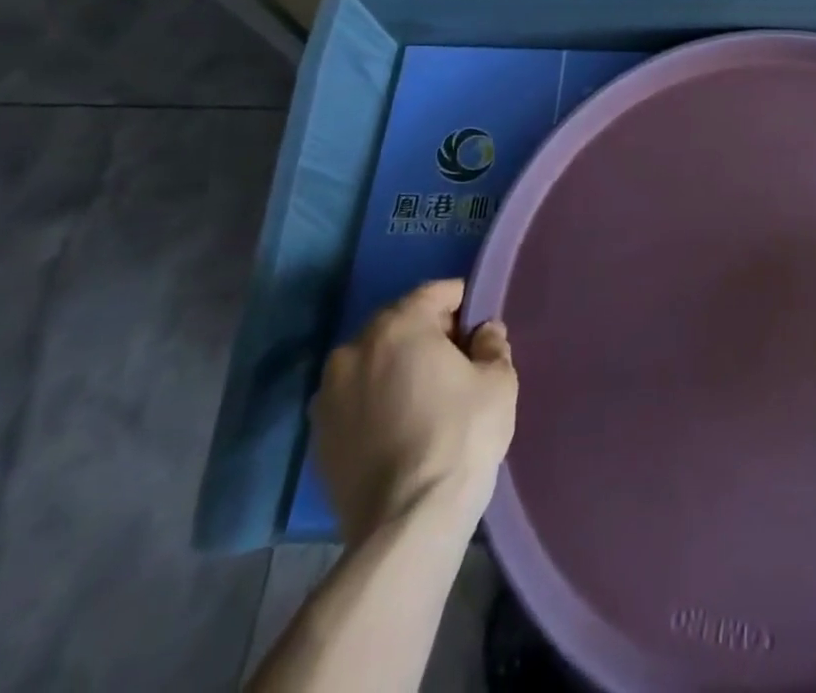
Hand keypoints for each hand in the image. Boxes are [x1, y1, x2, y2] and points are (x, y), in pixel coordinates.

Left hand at [312, 279, 517, 544]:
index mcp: (398, 326)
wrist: (407, 523)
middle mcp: (354, 350)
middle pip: (399, 324)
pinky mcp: (318, 438)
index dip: (463, 304)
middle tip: (457, 362)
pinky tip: (400, 427)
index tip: (480, 328)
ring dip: (397, 368)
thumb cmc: (461, 436)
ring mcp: (328, 396)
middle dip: (428, 334)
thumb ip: (492, 345)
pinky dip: (375, 402)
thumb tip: (484, 332)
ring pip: (373, 362)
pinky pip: (355, 400)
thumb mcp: (497, 381)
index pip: (435, 292)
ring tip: (425, 397)